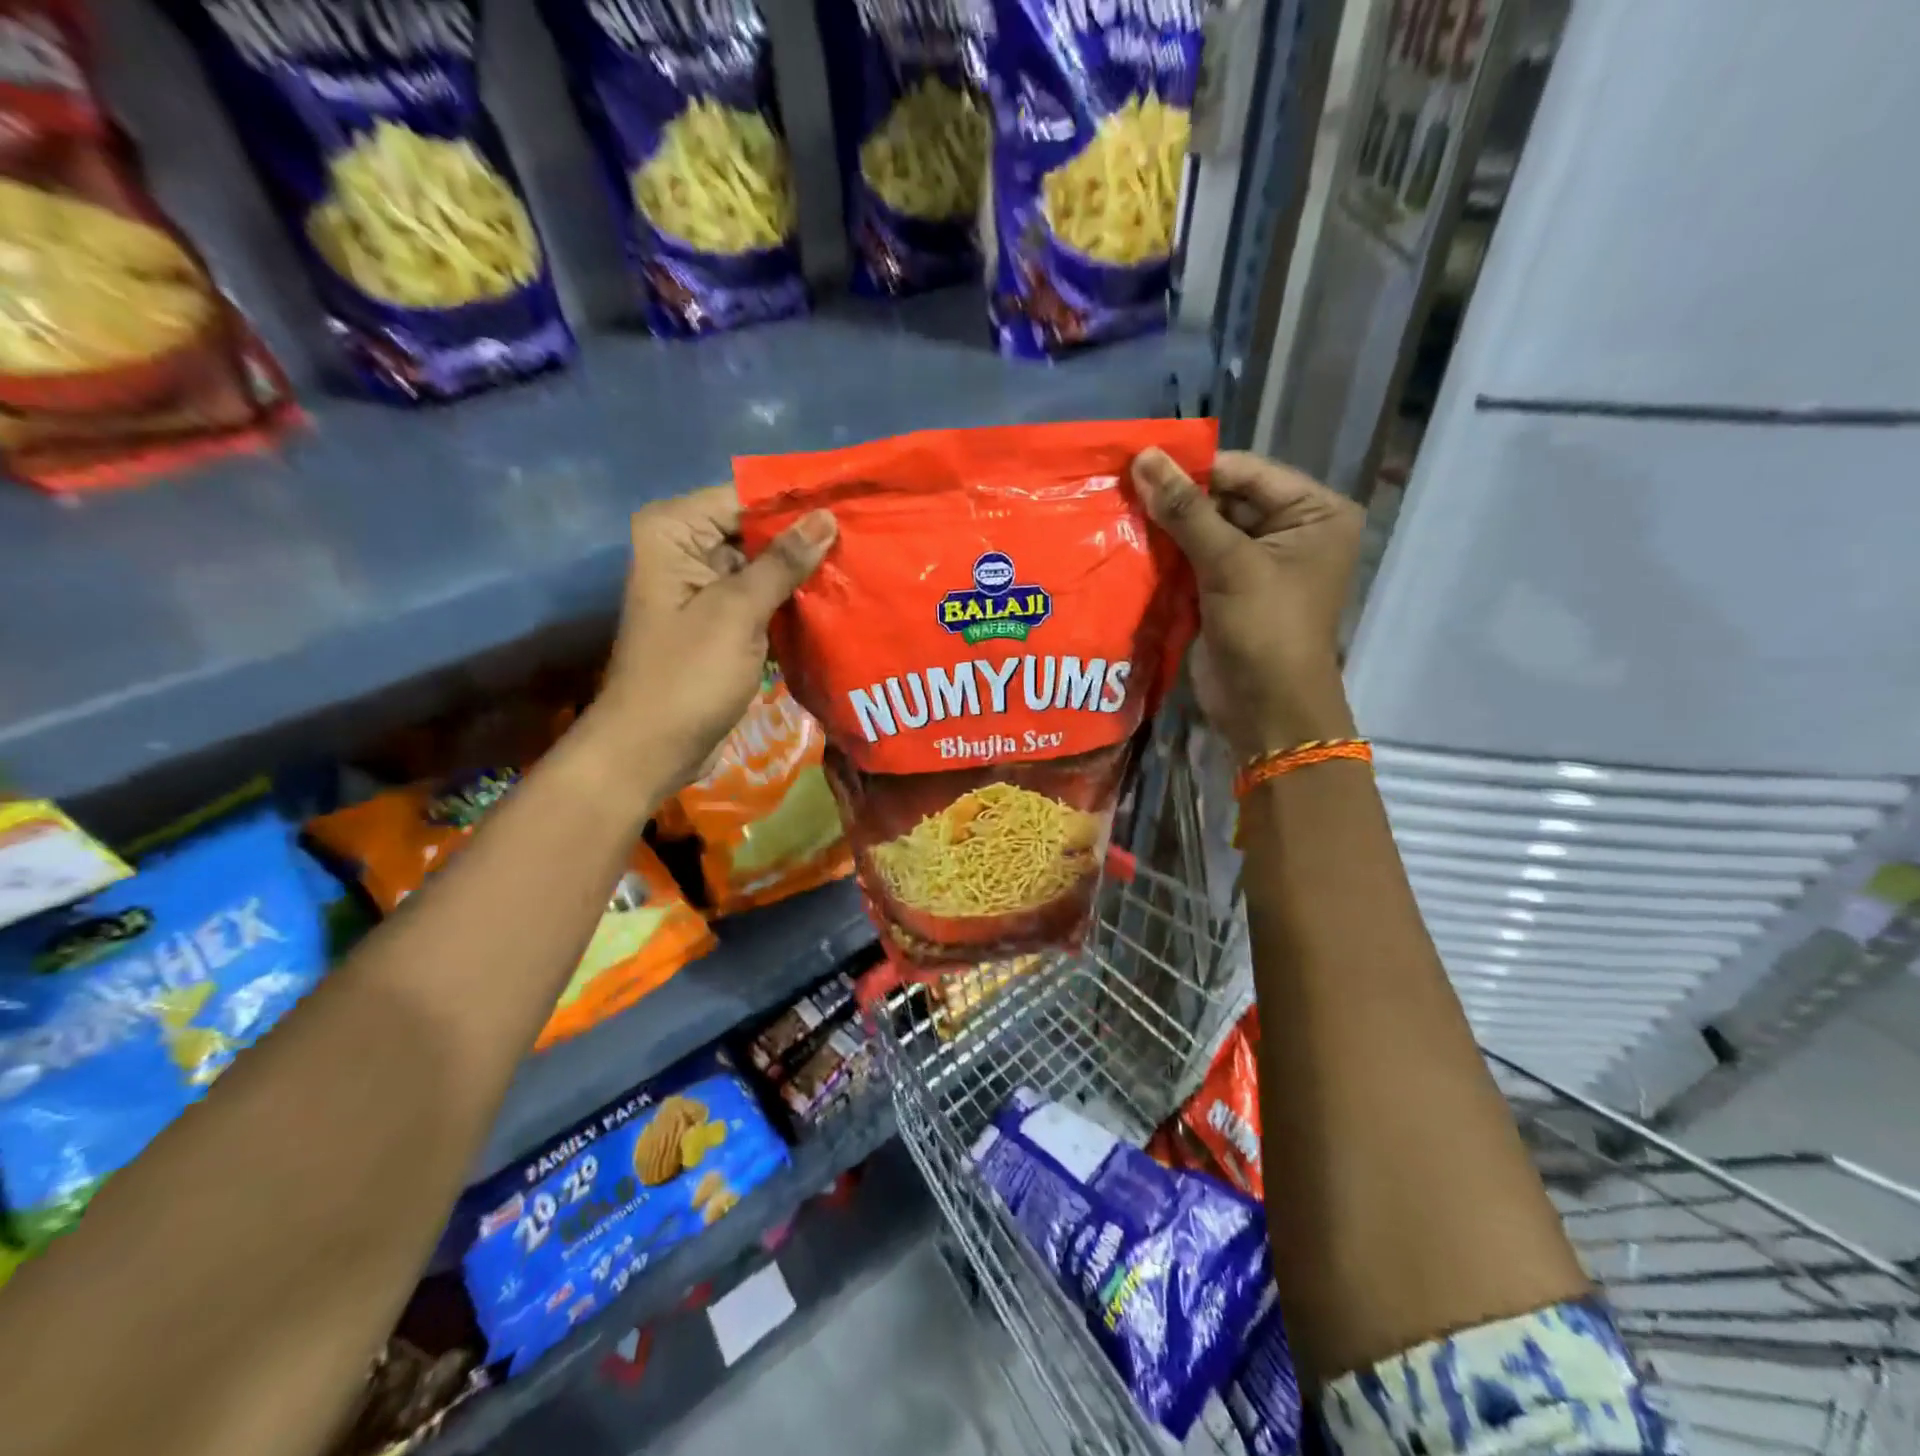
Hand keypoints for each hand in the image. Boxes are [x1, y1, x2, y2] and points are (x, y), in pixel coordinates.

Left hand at [589, 486, 836, 794]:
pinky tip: (837, 598)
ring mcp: (705, 586)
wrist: (654, 747)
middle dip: (806, 537)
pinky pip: (763, 596)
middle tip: (868, 536)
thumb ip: (782, 562)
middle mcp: (686, 549)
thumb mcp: (737, 612)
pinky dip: (793, 599)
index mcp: (674, 531)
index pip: (745, 497)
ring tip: (863, 563)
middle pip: (756, 528)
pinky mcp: (722, 620)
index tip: (852, 503)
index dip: (797, 501)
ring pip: (765, 564)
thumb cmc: (687, 675)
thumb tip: (826, 517)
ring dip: (805, 570)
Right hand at [1133, 449, 1363, 757]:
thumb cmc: (1265, 630)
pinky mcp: (1229, 591)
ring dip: (1166, 528)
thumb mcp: (1229, 563)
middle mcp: (1291, 530)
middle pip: (1224, 499)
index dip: (1192, 467)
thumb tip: (1144, 459)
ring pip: (1204, 530)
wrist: (1266, 711)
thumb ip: (1185, 510)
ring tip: (1117, 512)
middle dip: (1175, 500)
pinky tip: (1129, 546)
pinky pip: (1195, 560)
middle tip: (1119, 488)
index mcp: (1314, 512)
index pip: (1245, 472)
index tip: (1137, 461)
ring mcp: (1258, 563)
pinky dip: (1167, 556)